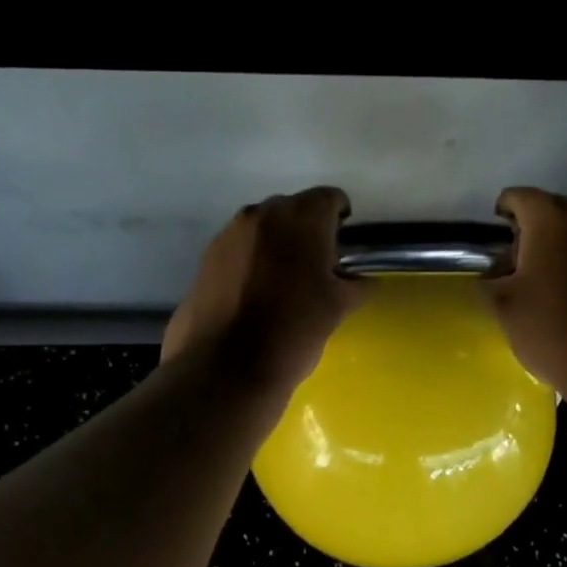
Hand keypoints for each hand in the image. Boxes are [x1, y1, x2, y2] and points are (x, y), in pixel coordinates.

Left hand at [163, 187, 367, 391]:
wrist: (226, 368)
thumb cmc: (293, 331)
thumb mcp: (338, 308)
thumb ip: (355, 285)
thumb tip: (361, 280)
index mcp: (301, 218)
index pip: (330, 198)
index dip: (341, 218)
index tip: (344, 246)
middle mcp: (261, 214)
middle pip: (294, 209)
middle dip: (308, 230)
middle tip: (317, 267)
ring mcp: (228, 235)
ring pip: (263, 228)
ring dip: (278, 245)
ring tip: (284, 283)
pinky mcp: (206, 259)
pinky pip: (239, 249)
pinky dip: (252, 261)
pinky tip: (256, 295)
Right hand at [481, 187, 566, 395]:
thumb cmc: (551, 327)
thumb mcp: (503, 305)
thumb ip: (490, 279)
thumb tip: (495, 273)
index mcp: (552, 220)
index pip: (520, 196)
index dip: (504, 210)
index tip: (496, 231)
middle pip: (553, 208)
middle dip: (532, 225)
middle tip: (516, 256)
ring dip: (558, 242)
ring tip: (543, 274)